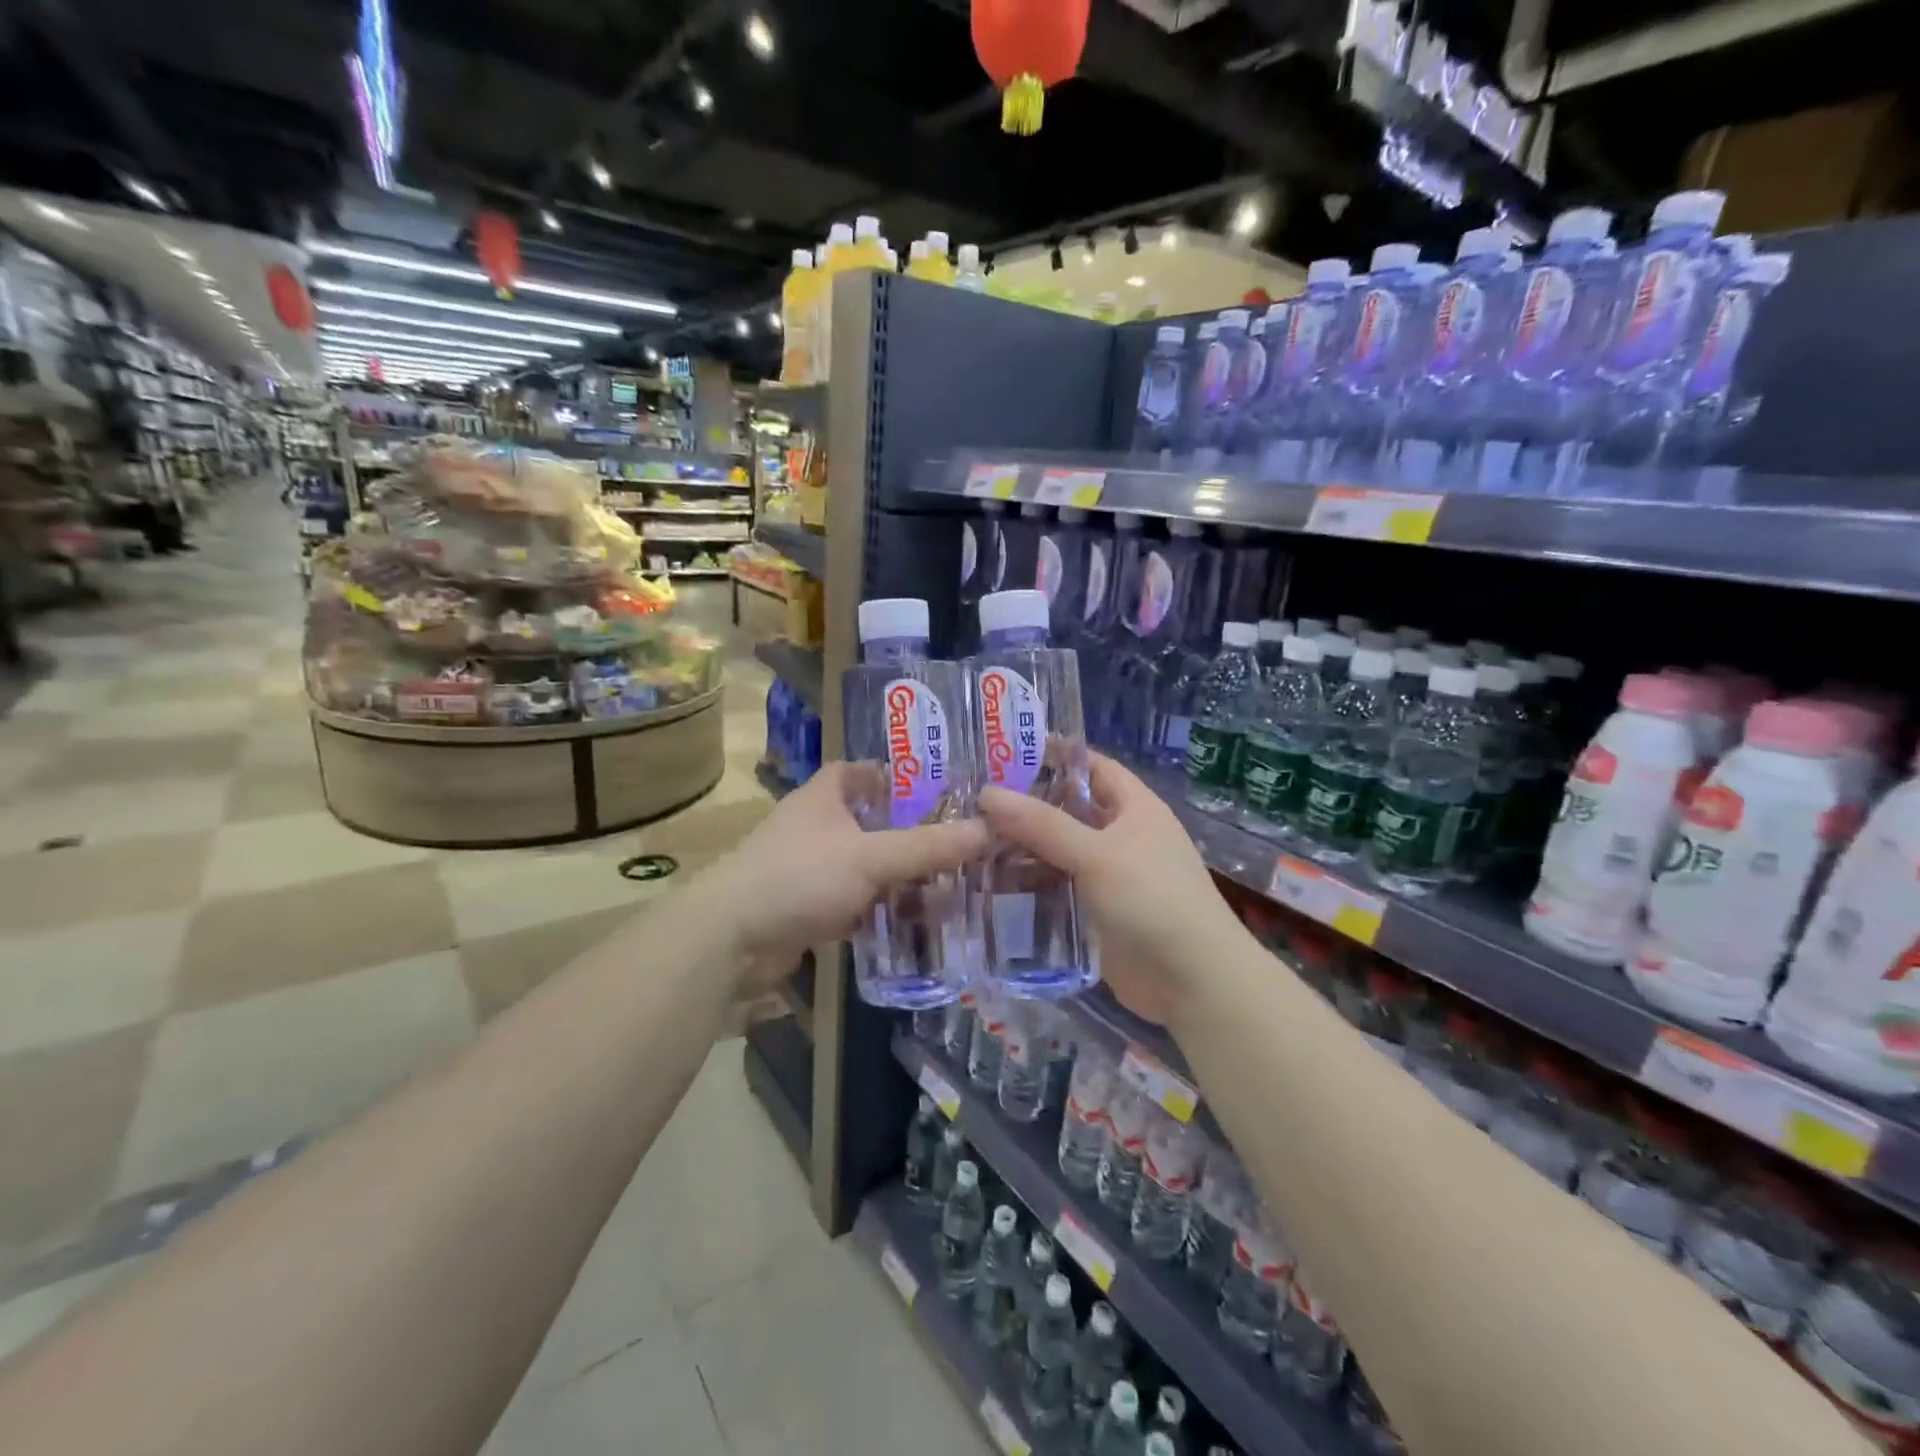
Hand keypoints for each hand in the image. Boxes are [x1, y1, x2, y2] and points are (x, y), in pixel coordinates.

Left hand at [699, 762, 990, 995]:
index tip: (941, 790)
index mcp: (826, 796)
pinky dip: (884, 910)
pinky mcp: (810, 909)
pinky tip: (920, 924)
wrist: (731, 939)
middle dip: (915, 836)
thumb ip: (928, 846)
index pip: (864, 771)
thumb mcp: (871, 856)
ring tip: (954, 889)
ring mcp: (813, 869)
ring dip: (904, 879)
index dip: (899, 777)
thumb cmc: (799, 875)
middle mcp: (818, 827)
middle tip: (963, 846)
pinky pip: (859, 903)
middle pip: (875, 823)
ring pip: (870, 867)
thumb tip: (988, 829)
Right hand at [980, 753, 1245, 1023]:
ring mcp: (1109, 874)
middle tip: (972, 799)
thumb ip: (1042, 825)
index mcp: (1134, 807)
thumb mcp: (1097, 854)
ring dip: (1023, 846)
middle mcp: (1121, 834)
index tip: (1005, 752)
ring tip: (970, 839)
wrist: (1192, 980)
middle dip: (1027, 804)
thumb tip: (988, 793)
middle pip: (1069, 808)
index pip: (1092, 766)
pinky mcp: (1097, 910)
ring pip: (1059, 849)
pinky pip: (1059, 886)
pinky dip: (1030, 882)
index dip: (1054, 755)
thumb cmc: (1152, 899)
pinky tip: (991, 881)